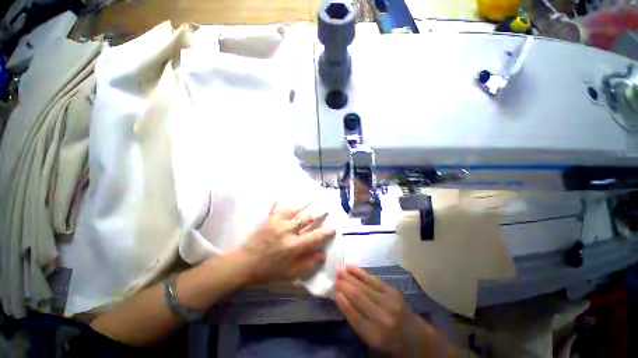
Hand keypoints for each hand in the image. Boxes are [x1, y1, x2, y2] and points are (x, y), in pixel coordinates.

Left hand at [236, 203, 335, 284]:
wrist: (244, 264)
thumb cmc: (268, 271)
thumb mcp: (289, 274)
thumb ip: (307, 264)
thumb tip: (322, 255)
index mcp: (294, 245)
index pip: (314, 237)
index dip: (325, 233)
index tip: (333, 229)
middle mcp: (288, 231)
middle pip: (307, 219)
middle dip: (318, 215)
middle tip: (325, 210)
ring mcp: (277, 223)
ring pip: (294, 210)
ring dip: (304, 206)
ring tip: (310, 201)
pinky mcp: (269, 220)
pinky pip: (277, 208)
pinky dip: (280, 203)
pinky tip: (281, 198)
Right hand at [335, 266, 430, 356]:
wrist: (413, 335)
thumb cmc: (388, 340)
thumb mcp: (371, 339)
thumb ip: (357, 321)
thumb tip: (341, 298)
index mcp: (376, 336)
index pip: (354, 316)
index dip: (343, 302)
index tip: (334, 291)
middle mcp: (383, 319)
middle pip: (359, 298)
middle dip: (344, 286)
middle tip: (335, 277)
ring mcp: (389, 303)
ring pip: (364, 287)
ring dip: (350, 277)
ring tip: (339, 270)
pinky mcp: (393, 292)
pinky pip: (373, 280)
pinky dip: (360, 273)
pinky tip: (351, 268)